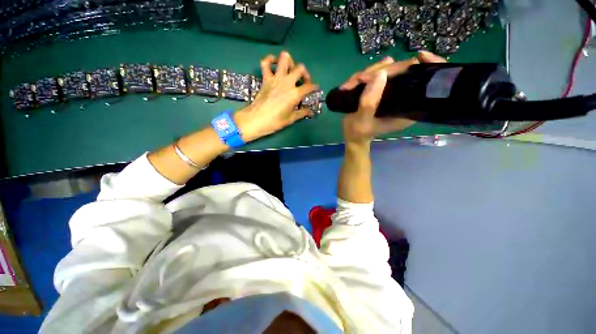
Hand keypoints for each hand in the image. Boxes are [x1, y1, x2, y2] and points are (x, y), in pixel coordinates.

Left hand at [234, 51, 317, 141]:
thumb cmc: (275, 121)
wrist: (256, 119)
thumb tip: (311, 112)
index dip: (314, 87)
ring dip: (290, 62)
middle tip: (303, 81)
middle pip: (300, 68)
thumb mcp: (291, 119)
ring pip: (284, 58)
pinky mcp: (266, 78)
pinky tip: (274, 63)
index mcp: (295, 94)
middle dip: (305, 73)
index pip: (309, 86)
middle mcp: (287, 82)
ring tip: (290, 70)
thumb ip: (302, 113)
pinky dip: (270, 60)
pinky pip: (266, 63)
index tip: (315, 89)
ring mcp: (275, 78)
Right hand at [341, 51, 445, 144]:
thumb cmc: (359, 132)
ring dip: (368, 73)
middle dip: (381, 71)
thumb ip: (369, 103)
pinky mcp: (382, 88)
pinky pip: (377, 72)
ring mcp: (392, 91)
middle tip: (360, 79)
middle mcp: (403, 97)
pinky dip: (364, 75)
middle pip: (404, 70)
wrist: (353, 134)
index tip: (420, 56)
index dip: (429, 66)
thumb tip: (380, 74)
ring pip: (388, 68)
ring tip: (352, 84)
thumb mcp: (362, 121)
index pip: (426, 83)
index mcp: (408, 107)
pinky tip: (353, 82)